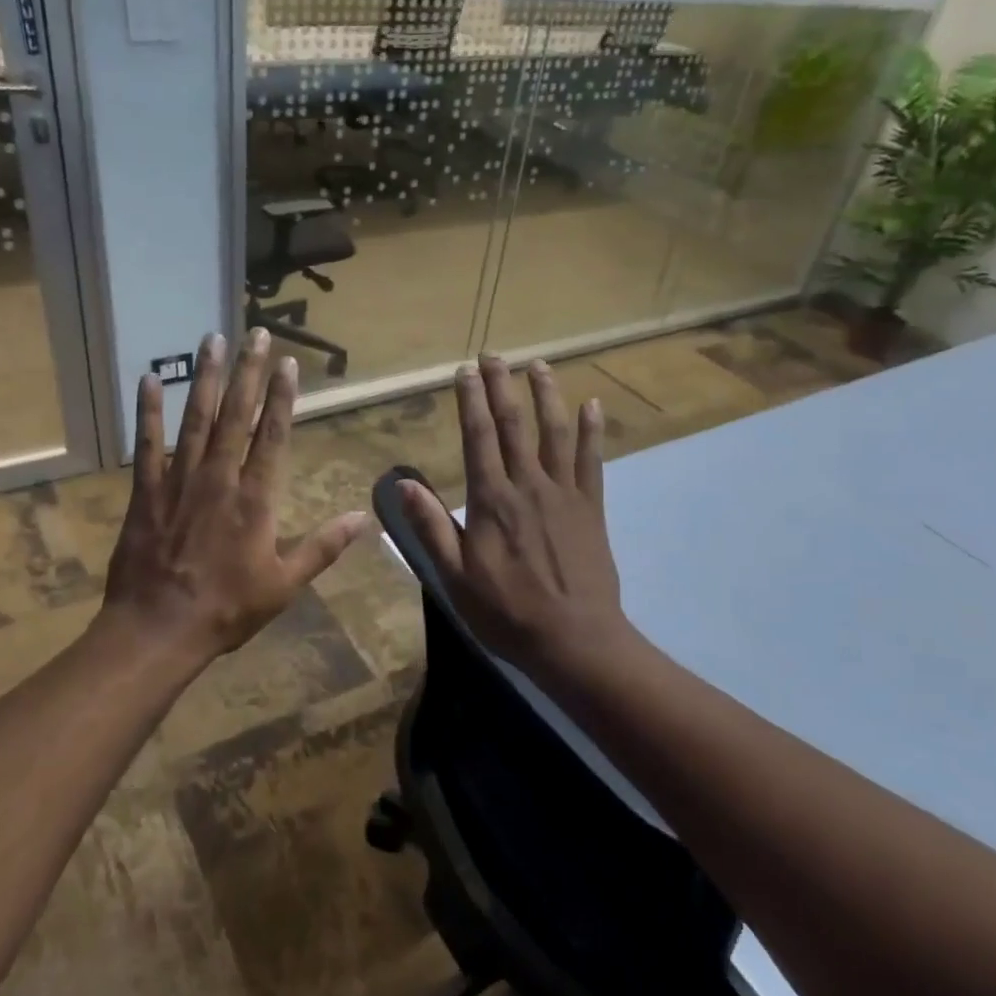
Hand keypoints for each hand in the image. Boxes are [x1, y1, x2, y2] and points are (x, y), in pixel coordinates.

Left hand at [102, 328, 370, 660]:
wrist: (158, 629)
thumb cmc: (227, 609)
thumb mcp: (285, 584)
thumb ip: (323, 547)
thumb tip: (363, 518)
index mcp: (256, 499)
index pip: (273, 436)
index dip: (281, 397)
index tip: (286, 362)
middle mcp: (219, 478)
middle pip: (236, 415)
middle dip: (247, 372)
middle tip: (254, 332)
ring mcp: (179, 481)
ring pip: (196, 419)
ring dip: (206, 378)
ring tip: (212, 339)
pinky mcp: (146, 491)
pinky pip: (148, 444)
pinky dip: (148, 411)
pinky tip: (150, 379)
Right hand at [401, 356, 631, 676]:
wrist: (575, 640)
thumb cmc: (507, 612)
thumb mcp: (455, 576)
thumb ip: (431, 527)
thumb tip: (403, 483)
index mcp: (491, 500)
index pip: (478, 438)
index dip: (471, 401)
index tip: (464, 371)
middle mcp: (528, 485)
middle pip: (514, 425)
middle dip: (502, 386)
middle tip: (494, 354)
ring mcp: (564, 493)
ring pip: (556, 433)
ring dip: (547, 395)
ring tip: (539, 365)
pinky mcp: (591, 507)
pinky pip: (592, 460)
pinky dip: (592, 430)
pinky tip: (592, 405)